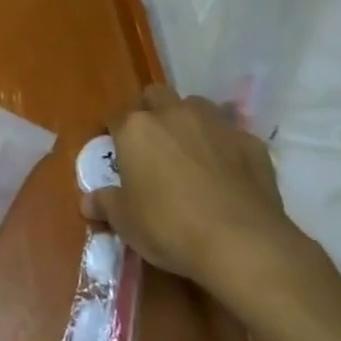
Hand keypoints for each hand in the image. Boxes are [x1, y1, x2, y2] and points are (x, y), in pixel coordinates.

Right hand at [90, 86, 303, 302]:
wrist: (242, 243)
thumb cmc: (169, 227)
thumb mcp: (125, 222)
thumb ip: (105, 204)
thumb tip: (89, 202)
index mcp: (136, 128)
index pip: (116, 118)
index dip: (114, 135)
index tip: (117, 155)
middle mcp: (174, 115)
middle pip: (156, 96)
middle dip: (152, 113)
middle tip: (152, 146)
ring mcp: (216, 125)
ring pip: (196, 107)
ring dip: (189, 122)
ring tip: (190, 153)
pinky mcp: (251, 143)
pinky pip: (231, 135)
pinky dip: (224, 147)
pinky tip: (227, 174)